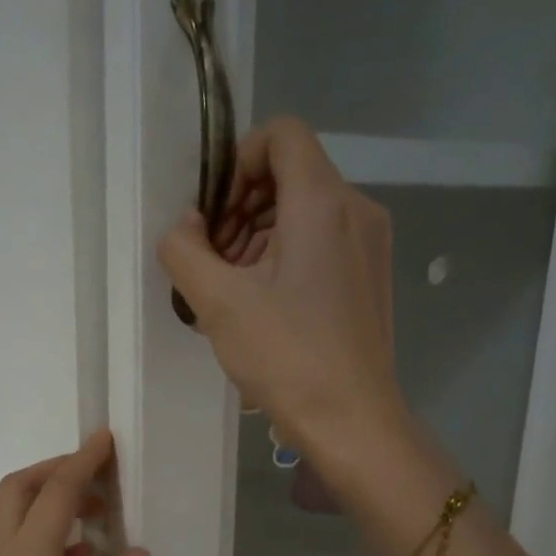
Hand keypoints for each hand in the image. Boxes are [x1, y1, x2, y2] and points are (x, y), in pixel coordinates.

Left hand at [0, 430, 150, 555]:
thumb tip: (133, 553)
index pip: (54, 495)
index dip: (82, 462)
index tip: (106, 439)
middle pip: (16, 494)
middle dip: (55, 472)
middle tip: (100, 474)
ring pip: (6, 521)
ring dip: (45, 504)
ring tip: (97, 515)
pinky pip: (5, 551)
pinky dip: (37, 537)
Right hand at [158, 116, 405, 456]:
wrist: (352, 421)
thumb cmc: (286, 357)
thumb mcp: (218, 302)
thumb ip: (185, 249)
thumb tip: (186, 225)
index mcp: (322, 202)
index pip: (281, 134)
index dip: (238, 162)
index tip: (214, 215)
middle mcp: (356, 209)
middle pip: (292, 173)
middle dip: (242, 205)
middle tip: (214, 260)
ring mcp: (369, 244)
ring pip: (306, 210)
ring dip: (259, 235)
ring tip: (233, 289)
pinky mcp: (371, 276)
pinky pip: (323, 241)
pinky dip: (287, 256)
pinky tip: (264, 305)